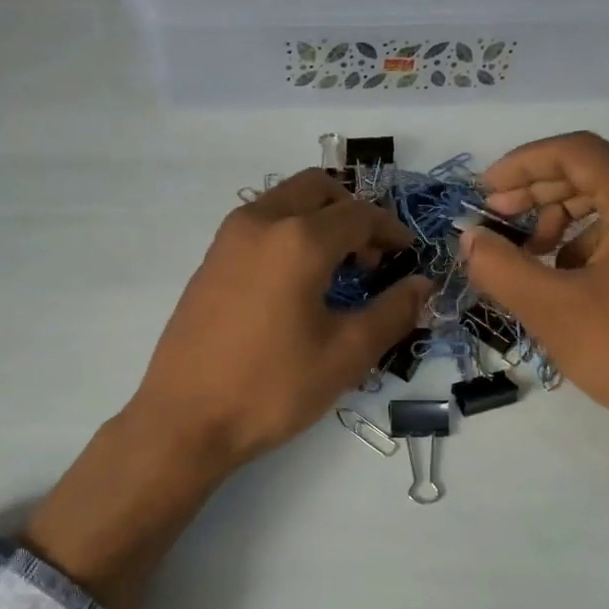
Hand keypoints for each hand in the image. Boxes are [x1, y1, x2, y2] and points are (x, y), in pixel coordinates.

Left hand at [129, 169, 430, 474]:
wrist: (186, 419)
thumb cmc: (272, 388)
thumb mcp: (345, 355)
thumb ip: (391, 313)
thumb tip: (422, 285)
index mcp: (298, 240)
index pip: (359, 214)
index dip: (390, 230)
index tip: (406, 255)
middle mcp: (260, 223)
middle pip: (317, 189)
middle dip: (352, 213)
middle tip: (370, 258)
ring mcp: (228, 239)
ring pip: (284, 201)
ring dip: (318, 219)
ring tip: (335, 271)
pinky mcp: (209, 261)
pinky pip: (259, 225)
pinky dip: (288, 233)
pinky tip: (295, 284)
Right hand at [460, 133, 608, 444]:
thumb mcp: (553, 309)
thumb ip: (500, 266)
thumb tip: (470, 238)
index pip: (575, 152)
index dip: (520, 165)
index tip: (481, 193)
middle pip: (592, 172)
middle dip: (536, 194)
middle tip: (494, 222)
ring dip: (560, 220)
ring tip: (528, 258)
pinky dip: (588, 240)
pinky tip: (564, 276)